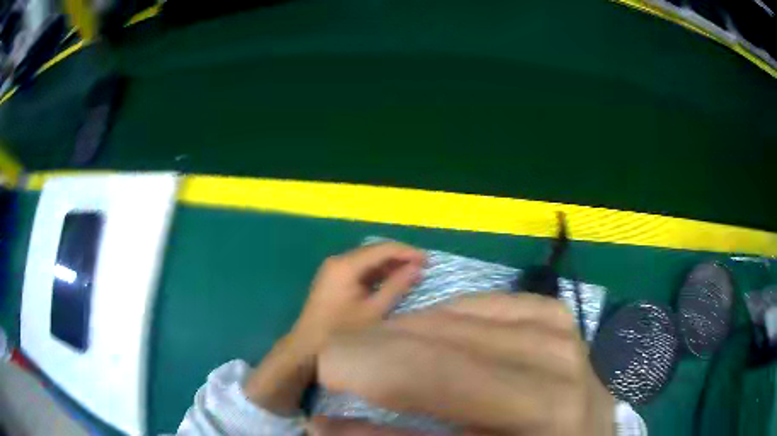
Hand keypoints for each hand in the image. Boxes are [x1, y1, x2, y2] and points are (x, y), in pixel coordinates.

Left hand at [244, 242, 424, 413]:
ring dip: (389, 266)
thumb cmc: (343, 331)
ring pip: (367, 260)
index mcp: (346, 265)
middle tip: (422, 267)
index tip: (427, 261)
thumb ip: (396, 287)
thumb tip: (416, 268)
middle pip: (374, 252)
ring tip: (411, 274)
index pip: (382, 249)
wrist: (309, 346)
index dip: (407, 252)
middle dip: (399, 258)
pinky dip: (377, 274)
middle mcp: (338, 261)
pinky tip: (392, 281)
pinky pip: (359, 269)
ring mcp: (334, 269)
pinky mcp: (334, 279)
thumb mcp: (374, 311)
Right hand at [317, 293, 614, 435]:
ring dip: (408, 331)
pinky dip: (453, 311)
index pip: (442, 388)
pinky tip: (429, 322)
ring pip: (470, 321)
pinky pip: (497, 303)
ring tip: (373, 342)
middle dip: (376, 351)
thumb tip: (327, 427)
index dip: (371, 378)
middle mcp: (561, 379)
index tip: (324, 373)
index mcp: (543, 424)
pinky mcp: (563, 323)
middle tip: (334, 354)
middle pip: (450, 354)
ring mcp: (567, 342)